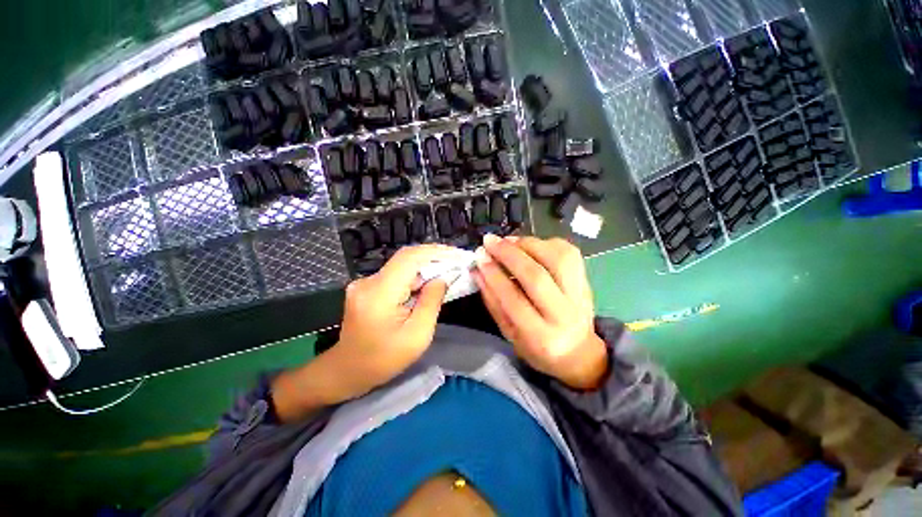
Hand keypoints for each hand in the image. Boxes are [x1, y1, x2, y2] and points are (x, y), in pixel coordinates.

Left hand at [332, 244, 462, 395]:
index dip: (435, 252)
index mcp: (379, 294)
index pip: (409, 258)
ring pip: (401, 265)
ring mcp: (365, 283)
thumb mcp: (417, 336)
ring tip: (446, 272)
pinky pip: (395, 275)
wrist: (347, 371)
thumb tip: (442, 278)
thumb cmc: (384, 360)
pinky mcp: (366, 287)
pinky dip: (414, 276)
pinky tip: (426, 284)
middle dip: (433, 258)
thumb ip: (431, 303)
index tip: (457, 255)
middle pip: (405, 259)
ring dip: (424, 267)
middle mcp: (368, 282)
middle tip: (456, 263)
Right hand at [473, 236, 607, 389]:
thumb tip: (478, 270)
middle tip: (490, 241)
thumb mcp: (509, 332)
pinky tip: (528, 245)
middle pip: (537, 276)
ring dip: (528, 244)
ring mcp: (580, 295)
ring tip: (508, 241)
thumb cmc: (537, 346)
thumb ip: (492, 301)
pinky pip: (568, 252)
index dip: (495, 275)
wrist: (578, 350)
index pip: (514, 300)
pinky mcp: (586, 279)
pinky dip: (545, 243)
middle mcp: (565, 315)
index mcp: (541, 337)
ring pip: (557, 258)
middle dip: (509, 254)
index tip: (480, 257)